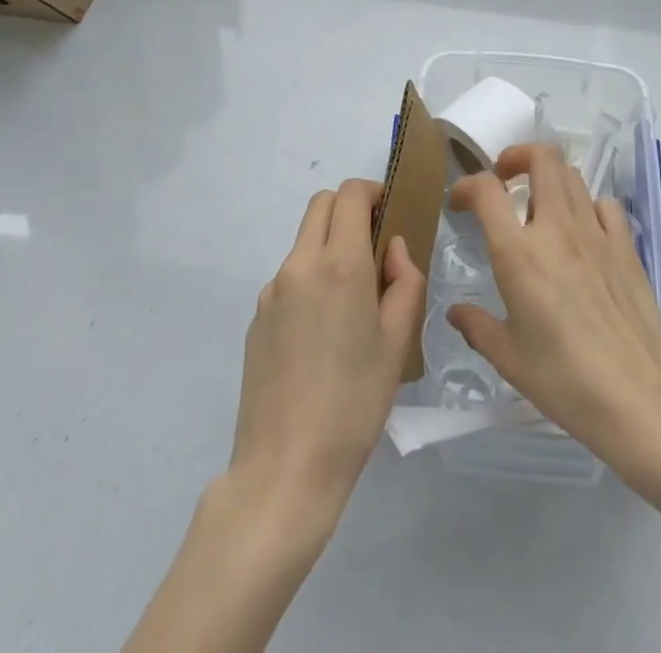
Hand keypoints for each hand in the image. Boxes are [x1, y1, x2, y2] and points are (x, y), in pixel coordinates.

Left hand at [228, 179, 425, 529]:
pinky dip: (310, 279)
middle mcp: (300, 264)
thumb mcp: (398, 341)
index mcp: (339, 264)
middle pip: (321, 205)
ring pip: (304, 240)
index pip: (350, 194)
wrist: (286, 467)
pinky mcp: (257, 317)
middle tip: (374, 246)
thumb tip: (393, 248)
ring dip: (329, 245)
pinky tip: (322, 333)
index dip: (373, 192)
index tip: (390, 214)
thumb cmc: (355, 402)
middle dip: (349, 209)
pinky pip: (289, 277)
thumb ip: (404, 281)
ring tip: (351, 300)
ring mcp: (272, 290)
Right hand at [446, 143, 660, 468]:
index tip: (460, 203)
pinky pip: (604, 205)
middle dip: (516, 156)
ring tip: (540, 205)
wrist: (640, 399)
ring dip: (549, 179)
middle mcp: (557, 229)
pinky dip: (587, 206)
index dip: (466, 186)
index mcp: (519, 254)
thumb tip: (455, 313)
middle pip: (541, 157)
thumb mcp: (509, 359)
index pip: (487, 190)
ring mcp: (596, 233)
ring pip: (572, 175)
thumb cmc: (565, 382)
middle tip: (505, 180)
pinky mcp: (626, 246)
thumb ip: (477, 328)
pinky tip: (583, 232)